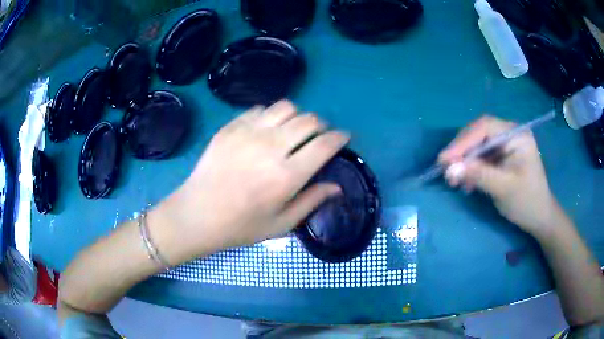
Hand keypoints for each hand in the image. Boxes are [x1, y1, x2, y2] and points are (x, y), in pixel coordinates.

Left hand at [154, 101, 349, 263]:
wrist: (197, 215)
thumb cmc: (241, 226)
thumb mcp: (281, 224)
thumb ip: (311, 201)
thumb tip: (337, 186)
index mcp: (287, 175)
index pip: (324, 144)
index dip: (340, 136)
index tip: (344, 137)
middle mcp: (270, 147)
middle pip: (308, 120)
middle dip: (321, 126)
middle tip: (317, 137)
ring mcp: (248, 133)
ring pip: (286, 107)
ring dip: (296, 116)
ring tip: (292, 131)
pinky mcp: (230, 128)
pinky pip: (259, 109)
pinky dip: (270, 116)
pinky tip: (265, 131)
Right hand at [439, 115, 559, 236]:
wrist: (538, 218)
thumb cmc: (527, 202)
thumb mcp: (504, 188)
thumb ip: (479, 176)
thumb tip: (450, 169)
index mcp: (517, 135)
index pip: (485, 127)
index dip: (463, 141)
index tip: (445, 159)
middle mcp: (509, 134)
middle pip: (478, 134)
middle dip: (461, 152)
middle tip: (445, 170)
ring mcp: (504, 146)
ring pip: (477, 146)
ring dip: (463, 162)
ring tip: (453, 180)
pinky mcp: (500, 158)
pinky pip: (480, 158)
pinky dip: (470, 169)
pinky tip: (466, 183)